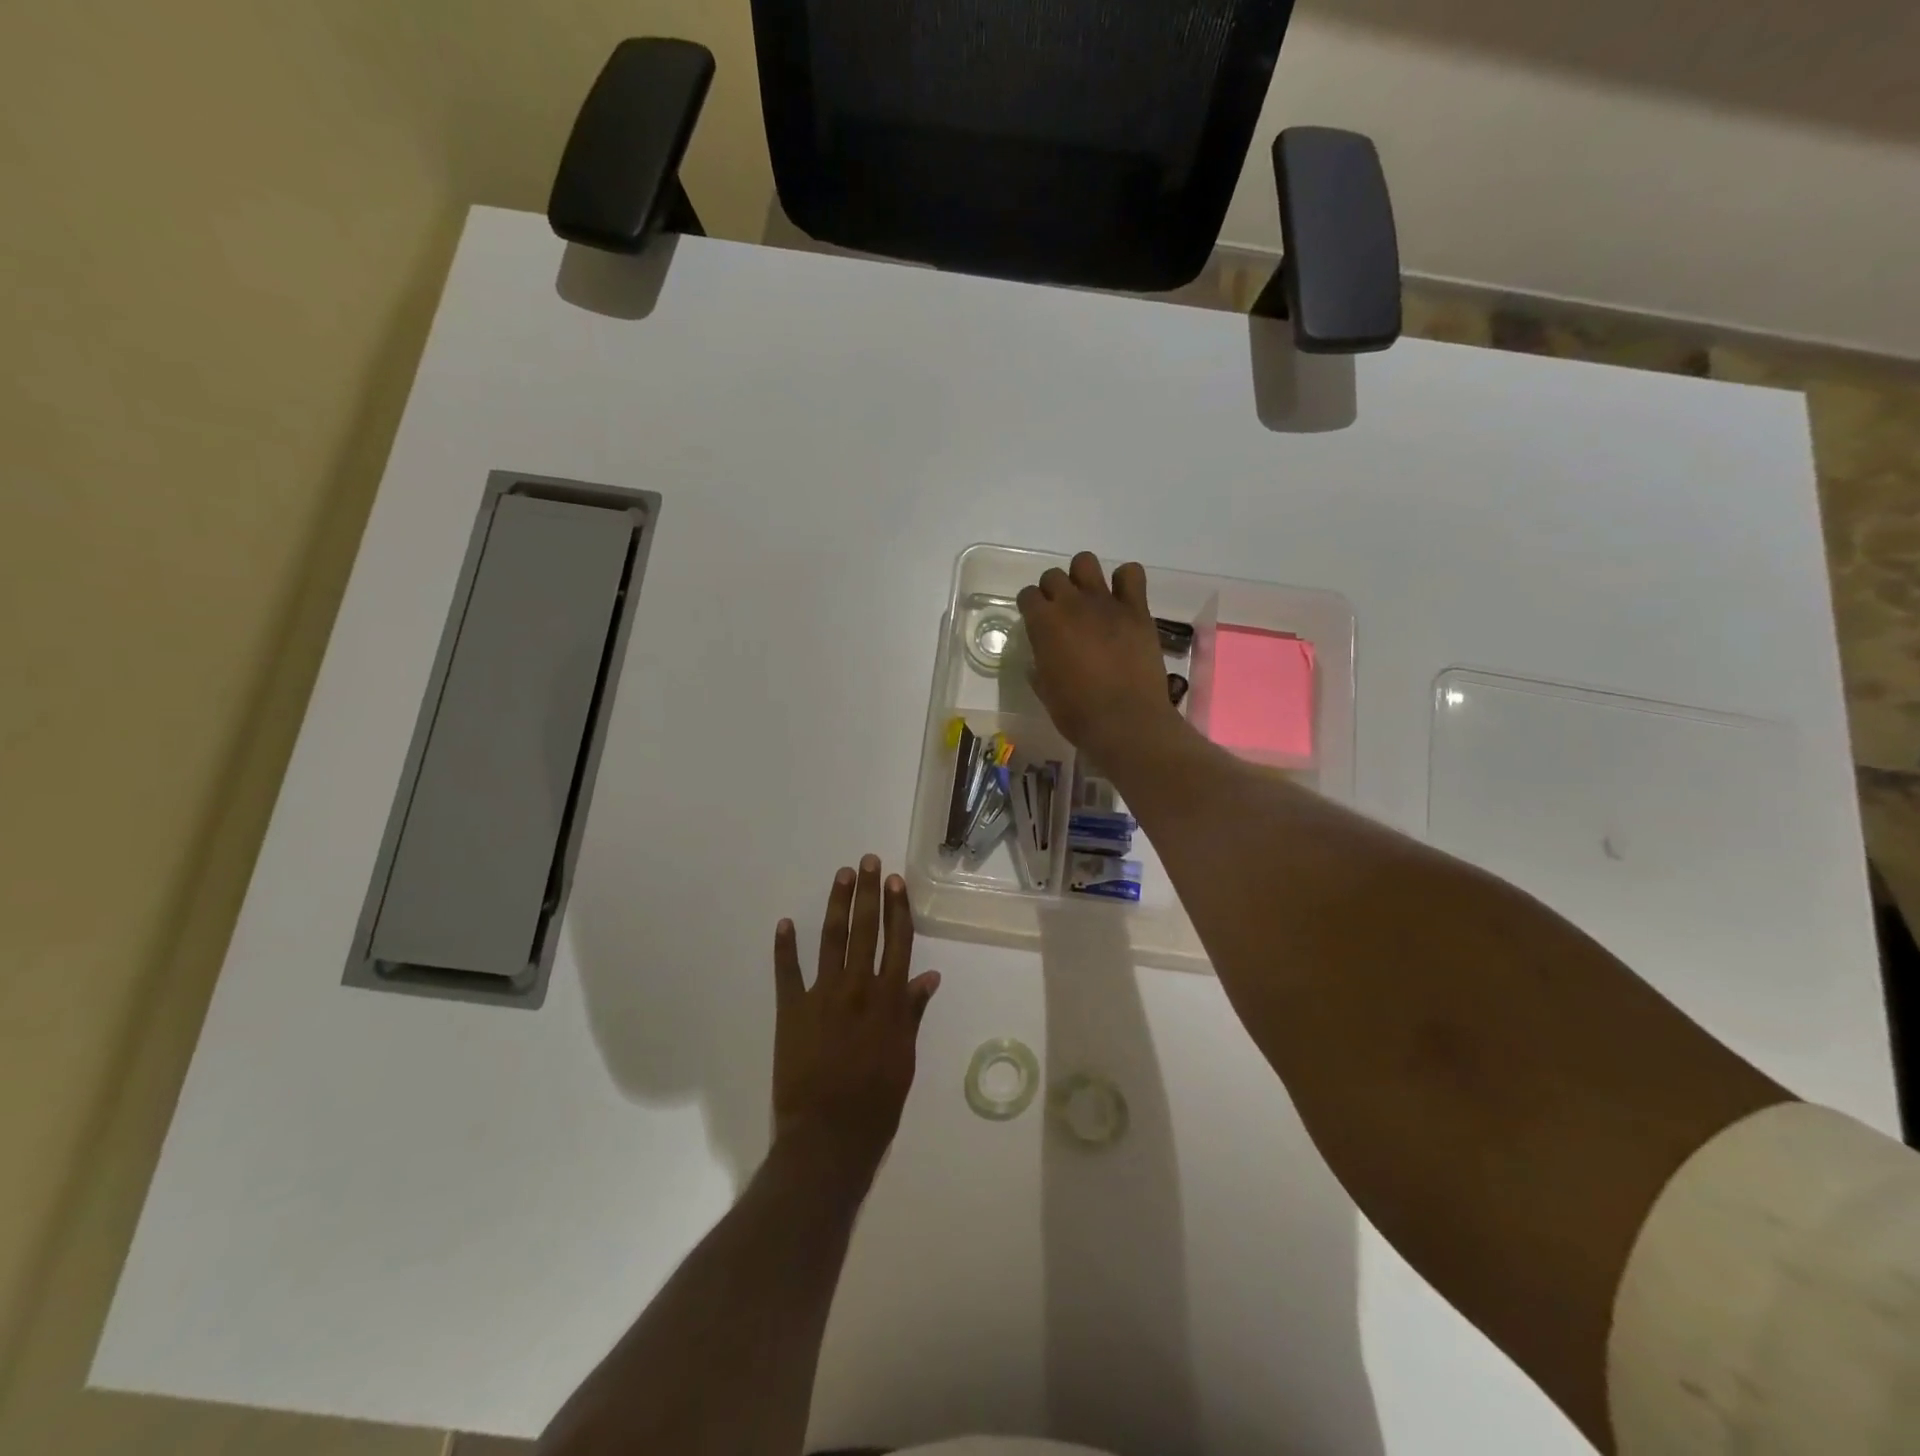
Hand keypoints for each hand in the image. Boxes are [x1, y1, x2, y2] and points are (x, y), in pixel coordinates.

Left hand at [772, 856, 940, 1178]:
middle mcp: (858, 987)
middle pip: (866, 929)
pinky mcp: (791, 1010)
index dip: (897, 908)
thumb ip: (912, 1012)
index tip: (896, 881)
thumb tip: (929, 976)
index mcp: (889, 999)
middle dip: (868, 892)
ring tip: (842, 876)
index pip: (897, 941)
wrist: (829, 1136)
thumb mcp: (905, 1057)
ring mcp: (822, 995)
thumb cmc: (877, 1102)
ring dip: (837, 905)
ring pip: (832, 939)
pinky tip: (785, 923)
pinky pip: (787, 972)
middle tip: (868, 861)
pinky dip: (785, 947)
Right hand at [1017, 551, 1182, 753]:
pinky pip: (1131, 574)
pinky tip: (1122, 600)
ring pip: (1085, 562)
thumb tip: (1042, 657)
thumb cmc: (1077, 713)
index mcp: (1044, 624)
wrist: (1125, 721)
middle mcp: (1071, 604)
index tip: (1036, 621)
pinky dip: (1125, 581)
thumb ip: (1040, 665)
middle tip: (1062, 614)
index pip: (1028, 595)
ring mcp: (1105, 603)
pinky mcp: (1136, 609)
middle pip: (1054, 576)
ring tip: (1089, 600)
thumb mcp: (1045, 690)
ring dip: (1083, 577)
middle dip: (1053, 591)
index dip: (1030, 607)